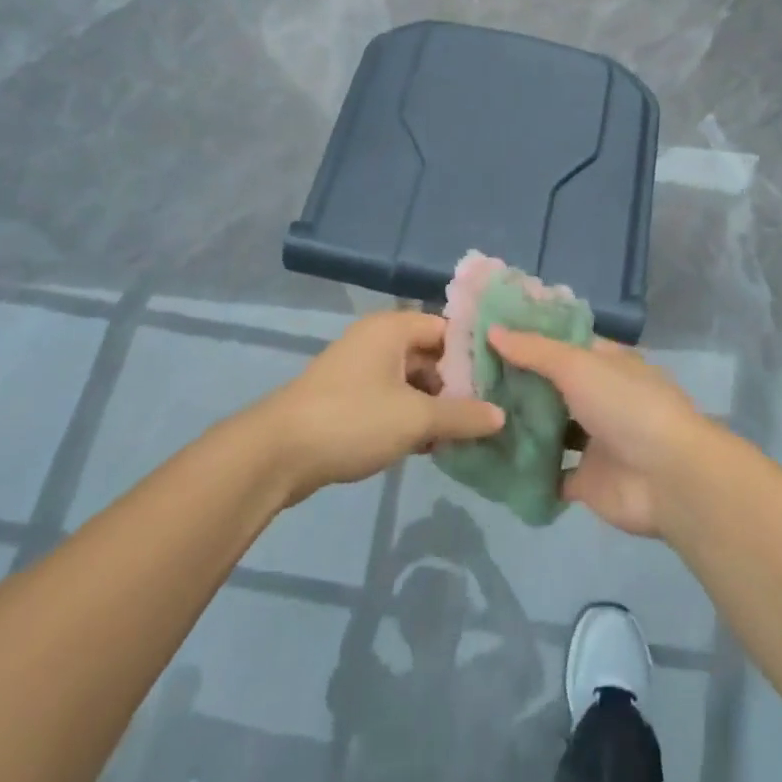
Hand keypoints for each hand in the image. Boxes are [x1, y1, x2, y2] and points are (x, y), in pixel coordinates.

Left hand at [263, 311, 503, 503]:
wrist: (277, 453)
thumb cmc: (353, 420)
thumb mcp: (416, 419)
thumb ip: (462, 416)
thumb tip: (500, 416)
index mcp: (393, 328)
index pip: (448, 329)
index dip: (476, 355)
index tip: (503, 381)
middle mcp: (378, 340)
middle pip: (432, 356)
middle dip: (458, 386)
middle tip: (488, 415)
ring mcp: (361, 369)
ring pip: (413, 381)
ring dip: (436, 407)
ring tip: (464, 436)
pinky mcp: (349, 398)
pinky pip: (393, 399)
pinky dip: (412, 417)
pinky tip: (431, 446)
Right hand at [487, 330, 711, 537]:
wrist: (668, 478)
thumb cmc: (626, 406)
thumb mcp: (579, 365)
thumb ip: (535, 350)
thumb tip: (493, 330)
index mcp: (605, 362)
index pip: (562, 342)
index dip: (528, 338)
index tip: (485, 335)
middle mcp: (599, 397)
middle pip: (551, 386)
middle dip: (515, 382)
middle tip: (466, 377)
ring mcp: (593, 440)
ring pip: (548, 429)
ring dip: (518, 425)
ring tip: (470, 415)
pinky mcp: (585, 480)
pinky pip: (548, 473)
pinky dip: (524, 469)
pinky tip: (487, 459)